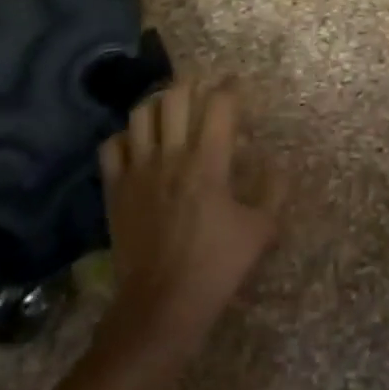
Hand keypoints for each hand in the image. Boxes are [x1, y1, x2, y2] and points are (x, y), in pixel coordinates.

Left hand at [98, 79, 278, 361]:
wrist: (160, 306)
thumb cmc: (215, 267)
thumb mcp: (260, 231)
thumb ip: (273, 191)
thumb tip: (277, 164)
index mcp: (208, 162)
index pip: (219, 105)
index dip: (229, 87)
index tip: (235, 83)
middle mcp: (170, 156)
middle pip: (174, 96)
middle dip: (190, 84)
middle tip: (201, 88)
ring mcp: (138, 170)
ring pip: (140, 113)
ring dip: (157, 103)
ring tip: (168, 108)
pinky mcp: (115, 189)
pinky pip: (111, 146)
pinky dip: (125, 136)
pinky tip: (138, 144)